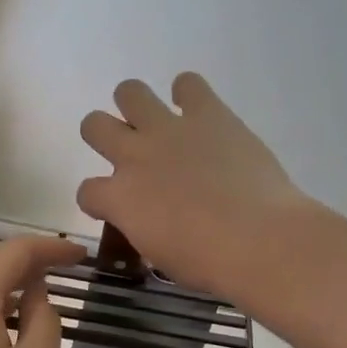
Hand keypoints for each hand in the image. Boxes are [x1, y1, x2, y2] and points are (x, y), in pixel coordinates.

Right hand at [78, 73, 312, 298]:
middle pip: (94, 125)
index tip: (116, 207)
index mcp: (119, 199)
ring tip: (155, 120)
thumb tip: (152, 221)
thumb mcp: (161, 255)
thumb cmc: (209, 263)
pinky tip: (200, 111)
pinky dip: (189, 93)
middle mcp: (134, 156)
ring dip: (136, 104)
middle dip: (105, 136)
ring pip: (129, 92)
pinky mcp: (208, 114)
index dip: (98, 199)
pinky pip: (188, 84)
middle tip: (131, 152)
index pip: (87, 191)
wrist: (258, 240)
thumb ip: (144, 229)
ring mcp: (169, 130)